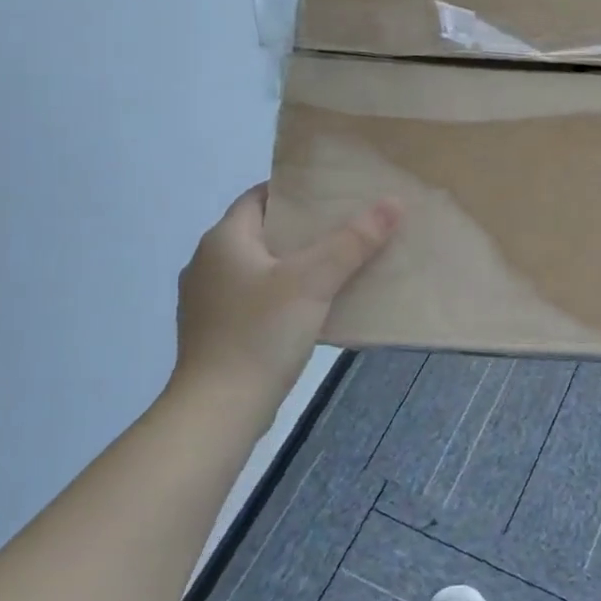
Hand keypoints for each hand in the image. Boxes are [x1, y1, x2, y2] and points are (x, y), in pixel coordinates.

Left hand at [172, 184, 399, 403]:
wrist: (219, 408)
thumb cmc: (261, 333)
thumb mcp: (314, 281)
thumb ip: (353, 241)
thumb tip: (392, 203)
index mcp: (223, 240)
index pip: (259, 197)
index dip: (296, 192)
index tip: (334, 195)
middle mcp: (208, 263)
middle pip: (263, 233)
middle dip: (304, 231)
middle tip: (347, 229)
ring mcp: (208, 301)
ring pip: (260, 268)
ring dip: (295, 265)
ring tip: (338, 267)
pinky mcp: (216, 332)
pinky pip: (255, 299)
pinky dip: (283, 295)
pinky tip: (312, 308)